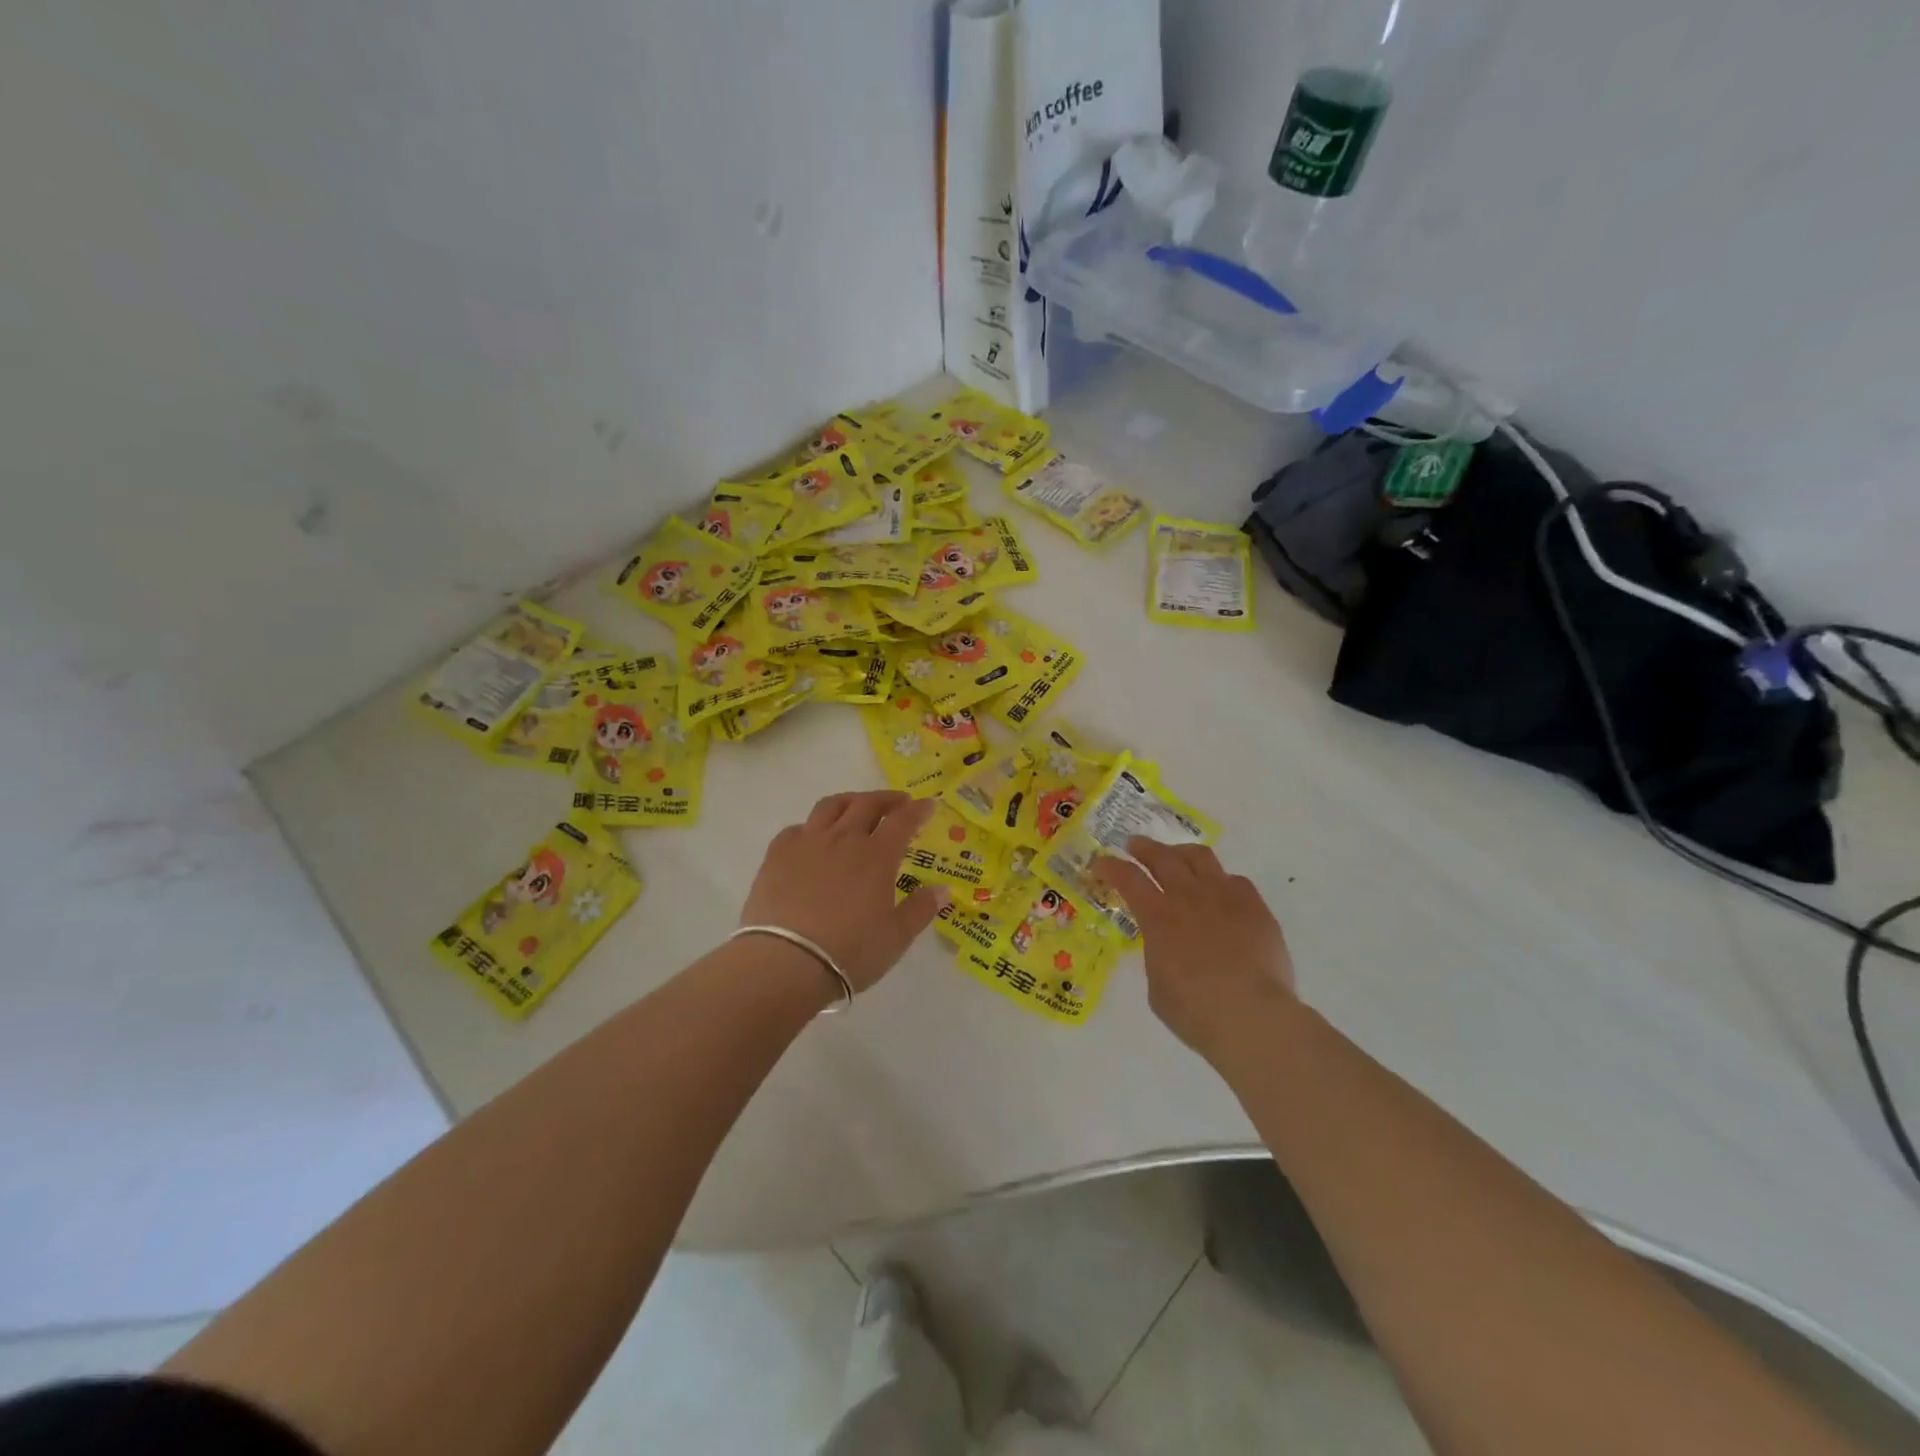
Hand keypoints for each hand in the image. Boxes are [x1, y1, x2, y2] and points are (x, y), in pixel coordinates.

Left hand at [740, 791, 949, 993]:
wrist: (786, 962)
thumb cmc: (850, 951)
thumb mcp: (896, 937)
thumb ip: (921, 909)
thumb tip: (944, 889)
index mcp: (877, 856)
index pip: (902, 821)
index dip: (918, 810)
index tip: (928, 805)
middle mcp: (843, 839)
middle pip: (867, 804)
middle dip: (886, 799)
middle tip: (898, 802)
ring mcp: (807, 843)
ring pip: (830, 806)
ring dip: (850, 801)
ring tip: (857, 806)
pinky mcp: (777, 855)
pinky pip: (796, 829)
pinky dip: (811, 827)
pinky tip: (812, 838)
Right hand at [1092, 838, 1295, 1060]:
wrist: (1253, 1017)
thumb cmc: (1196, 1012)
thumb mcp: (1158, 985)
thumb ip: (1157, 954)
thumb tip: (1164, 945)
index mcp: (1158, 917)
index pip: (1128, 878)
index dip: (1111, 866)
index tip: (1101, 863)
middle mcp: (1189, 897)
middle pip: (1163, 857)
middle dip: (1144, 848)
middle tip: (1135, 845)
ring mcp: (1226, 898)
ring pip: (1201, 857)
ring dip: (1182, 852)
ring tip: (1177, 856)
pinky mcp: (1256, 908)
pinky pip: (1236, 881)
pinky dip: (1221, 881)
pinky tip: (1220, 891)